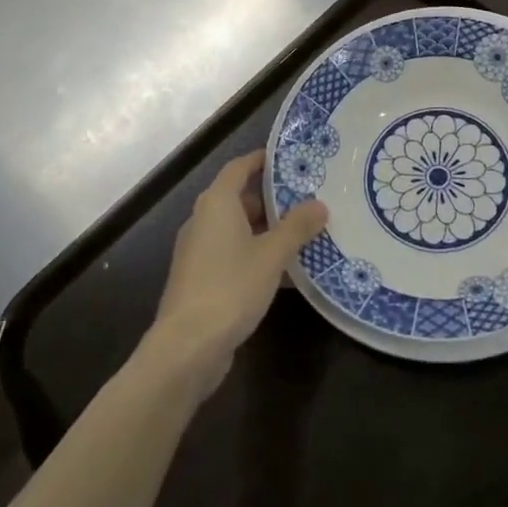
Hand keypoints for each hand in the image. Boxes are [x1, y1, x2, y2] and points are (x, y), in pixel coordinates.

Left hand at [147, 151, 328, 396]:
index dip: (262, 160)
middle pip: (239, 198)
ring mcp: (199, 252)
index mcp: (217, 204)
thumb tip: (320, 204)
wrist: (186, 348)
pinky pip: (233, 255)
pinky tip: (285, 272)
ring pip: (238, 229)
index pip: (239, 167)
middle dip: (272, 198)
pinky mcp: (201, 280)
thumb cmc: (230, 288)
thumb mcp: (272, 255)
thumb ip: (297, 227)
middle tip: (307, 198)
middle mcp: (204, 221)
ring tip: (303, 233)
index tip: (289, 158)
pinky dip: (257, 254)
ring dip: (267, 230)